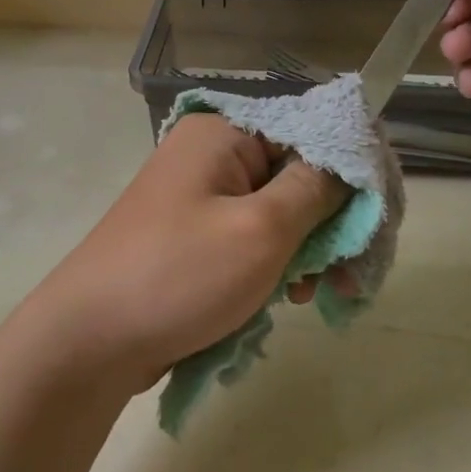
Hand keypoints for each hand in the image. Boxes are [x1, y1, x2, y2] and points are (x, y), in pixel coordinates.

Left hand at [25, 114, 350, 391]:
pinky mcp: (194, 237)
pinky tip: (288, 299)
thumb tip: (350, 158)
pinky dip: (275, 266)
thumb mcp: (261, 230)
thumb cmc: (179, 276)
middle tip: (354, 274)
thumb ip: (316, 189)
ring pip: (278, 212)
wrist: (88, 342)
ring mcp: (199, 197)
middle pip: (297, 174)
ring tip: (320, 296)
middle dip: (331, 224)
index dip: (352, 170)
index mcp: (223, 133)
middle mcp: (211, 154)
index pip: (309, 129)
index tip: (382, 217)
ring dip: (306, 252)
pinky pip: (251, 238)